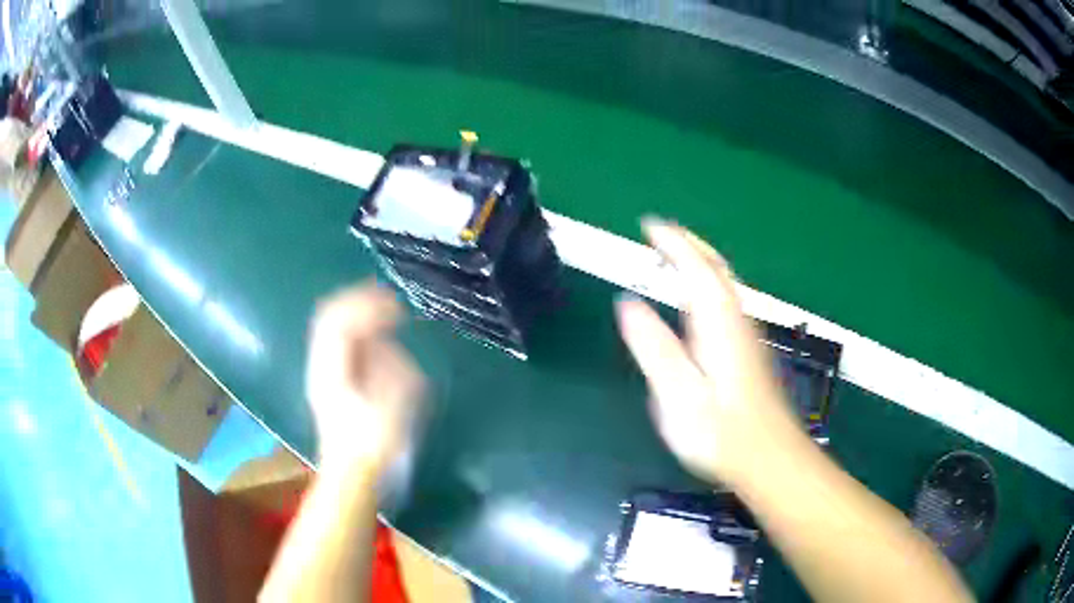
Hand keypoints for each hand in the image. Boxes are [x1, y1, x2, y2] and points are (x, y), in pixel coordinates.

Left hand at [306, 283, 424, 475]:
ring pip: (332, 326)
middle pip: (330, 316)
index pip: (340, 321)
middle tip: (390, 302)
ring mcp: (321, 371)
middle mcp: (321, 364)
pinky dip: (356, 331)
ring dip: (358, 314)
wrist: (351, 473)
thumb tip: (386, 344)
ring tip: (386, 313)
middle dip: (360, 301)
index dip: (368, 305)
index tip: (397, 306)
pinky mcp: (328, 379)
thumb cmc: (374, 445)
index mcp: (333, 370)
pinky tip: (376, 337)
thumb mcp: (392, 407)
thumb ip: (391, 368)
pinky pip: (337, 342)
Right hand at [615, 218, 801, 485]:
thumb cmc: (721, 432)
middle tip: (659, 233)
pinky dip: (709, 282)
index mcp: (717, 324)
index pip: (696, 269)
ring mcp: (746, 334)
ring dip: (700, 260)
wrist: (769, 457)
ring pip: (725, 282)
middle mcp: (736, 320)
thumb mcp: (678, 394)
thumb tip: (628, 303)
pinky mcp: (749, 349)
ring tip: (673, 255)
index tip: (649, 226)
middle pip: (716, 268)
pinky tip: (699, 298)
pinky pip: (727, 299)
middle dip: (689, 244)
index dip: (673, 243)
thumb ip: (654, 347)